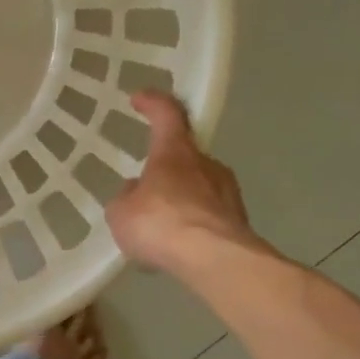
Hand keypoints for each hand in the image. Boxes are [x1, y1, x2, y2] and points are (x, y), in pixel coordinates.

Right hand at [106, 92, 262, 275]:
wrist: (214, 260)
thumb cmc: (161, 224)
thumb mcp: (122, 212)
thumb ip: (126, 198)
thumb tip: (134, 191)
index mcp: (175, 152)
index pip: (167, 114)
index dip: (153, 103)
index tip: (139, 98)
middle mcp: (206, 164)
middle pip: (185, 154)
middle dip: (166, 167)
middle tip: (146, 186)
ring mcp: (228, 192)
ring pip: (199, 186)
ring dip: (181, 198)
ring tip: (161, 223)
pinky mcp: (238, 221)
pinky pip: (209, 214)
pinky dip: (193, 223)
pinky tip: (179, 244)